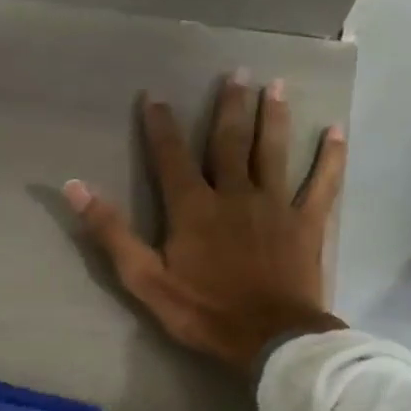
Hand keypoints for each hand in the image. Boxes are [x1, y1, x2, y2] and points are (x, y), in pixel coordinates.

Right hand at [64, 72, 347, 371]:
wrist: (269, 338)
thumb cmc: (202, 312)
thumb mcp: (144, 279)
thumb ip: (111, 233)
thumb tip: (75, 188)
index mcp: (193, 208)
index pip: (171, 157)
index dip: (160, 126)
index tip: (154, 96)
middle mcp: (235, 194)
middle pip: (230, 142)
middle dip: (229, 106)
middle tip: (235, 72)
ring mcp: (275, 205)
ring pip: (274, 151)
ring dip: (274, 117)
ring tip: (277, 86)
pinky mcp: (306, 223)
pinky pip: (321, 183)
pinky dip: (329, 158)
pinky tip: (336, 132)